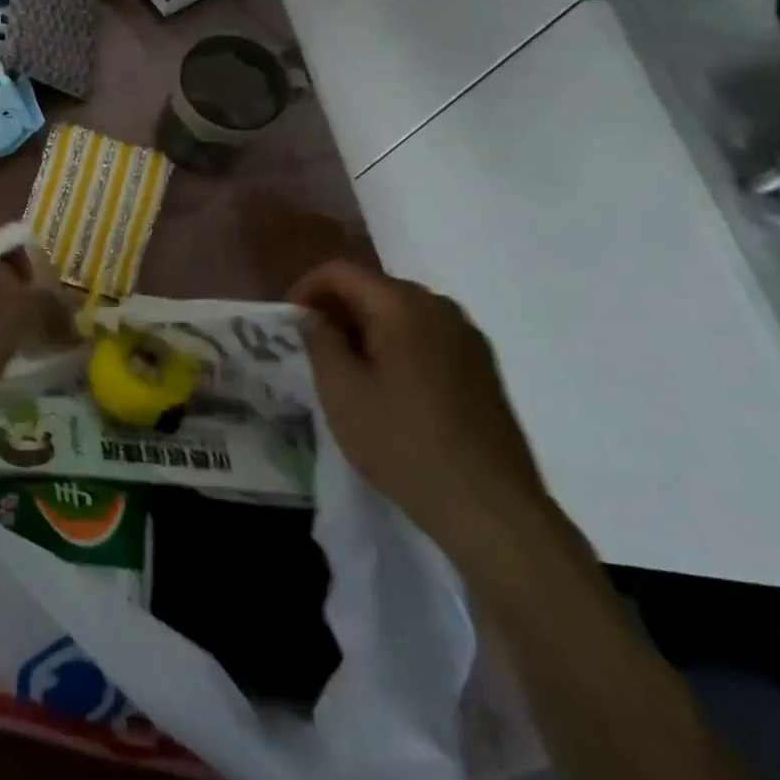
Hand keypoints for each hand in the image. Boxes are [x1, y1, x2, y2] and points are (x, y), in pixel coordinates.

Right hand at [291, 260, 554, 564]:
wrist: (490, 508)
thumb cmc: (403, 443)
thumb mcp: (342, 392)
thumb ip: (320, 341)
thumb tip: (312, 316)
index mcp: (402, 305)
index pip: (340, 272)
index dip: (306, 289)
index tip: (289, 324)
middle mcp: (439, 307)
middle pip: (373, 287)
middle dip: (337, 309)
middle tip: (313, 348)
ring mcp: (467, 336)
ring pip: (401, 312)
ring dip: (366, 328)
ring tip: (347, 369)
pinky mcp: (482, 366)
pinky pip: (427, 336)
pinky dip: (397, 345)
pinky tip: (389, 387)